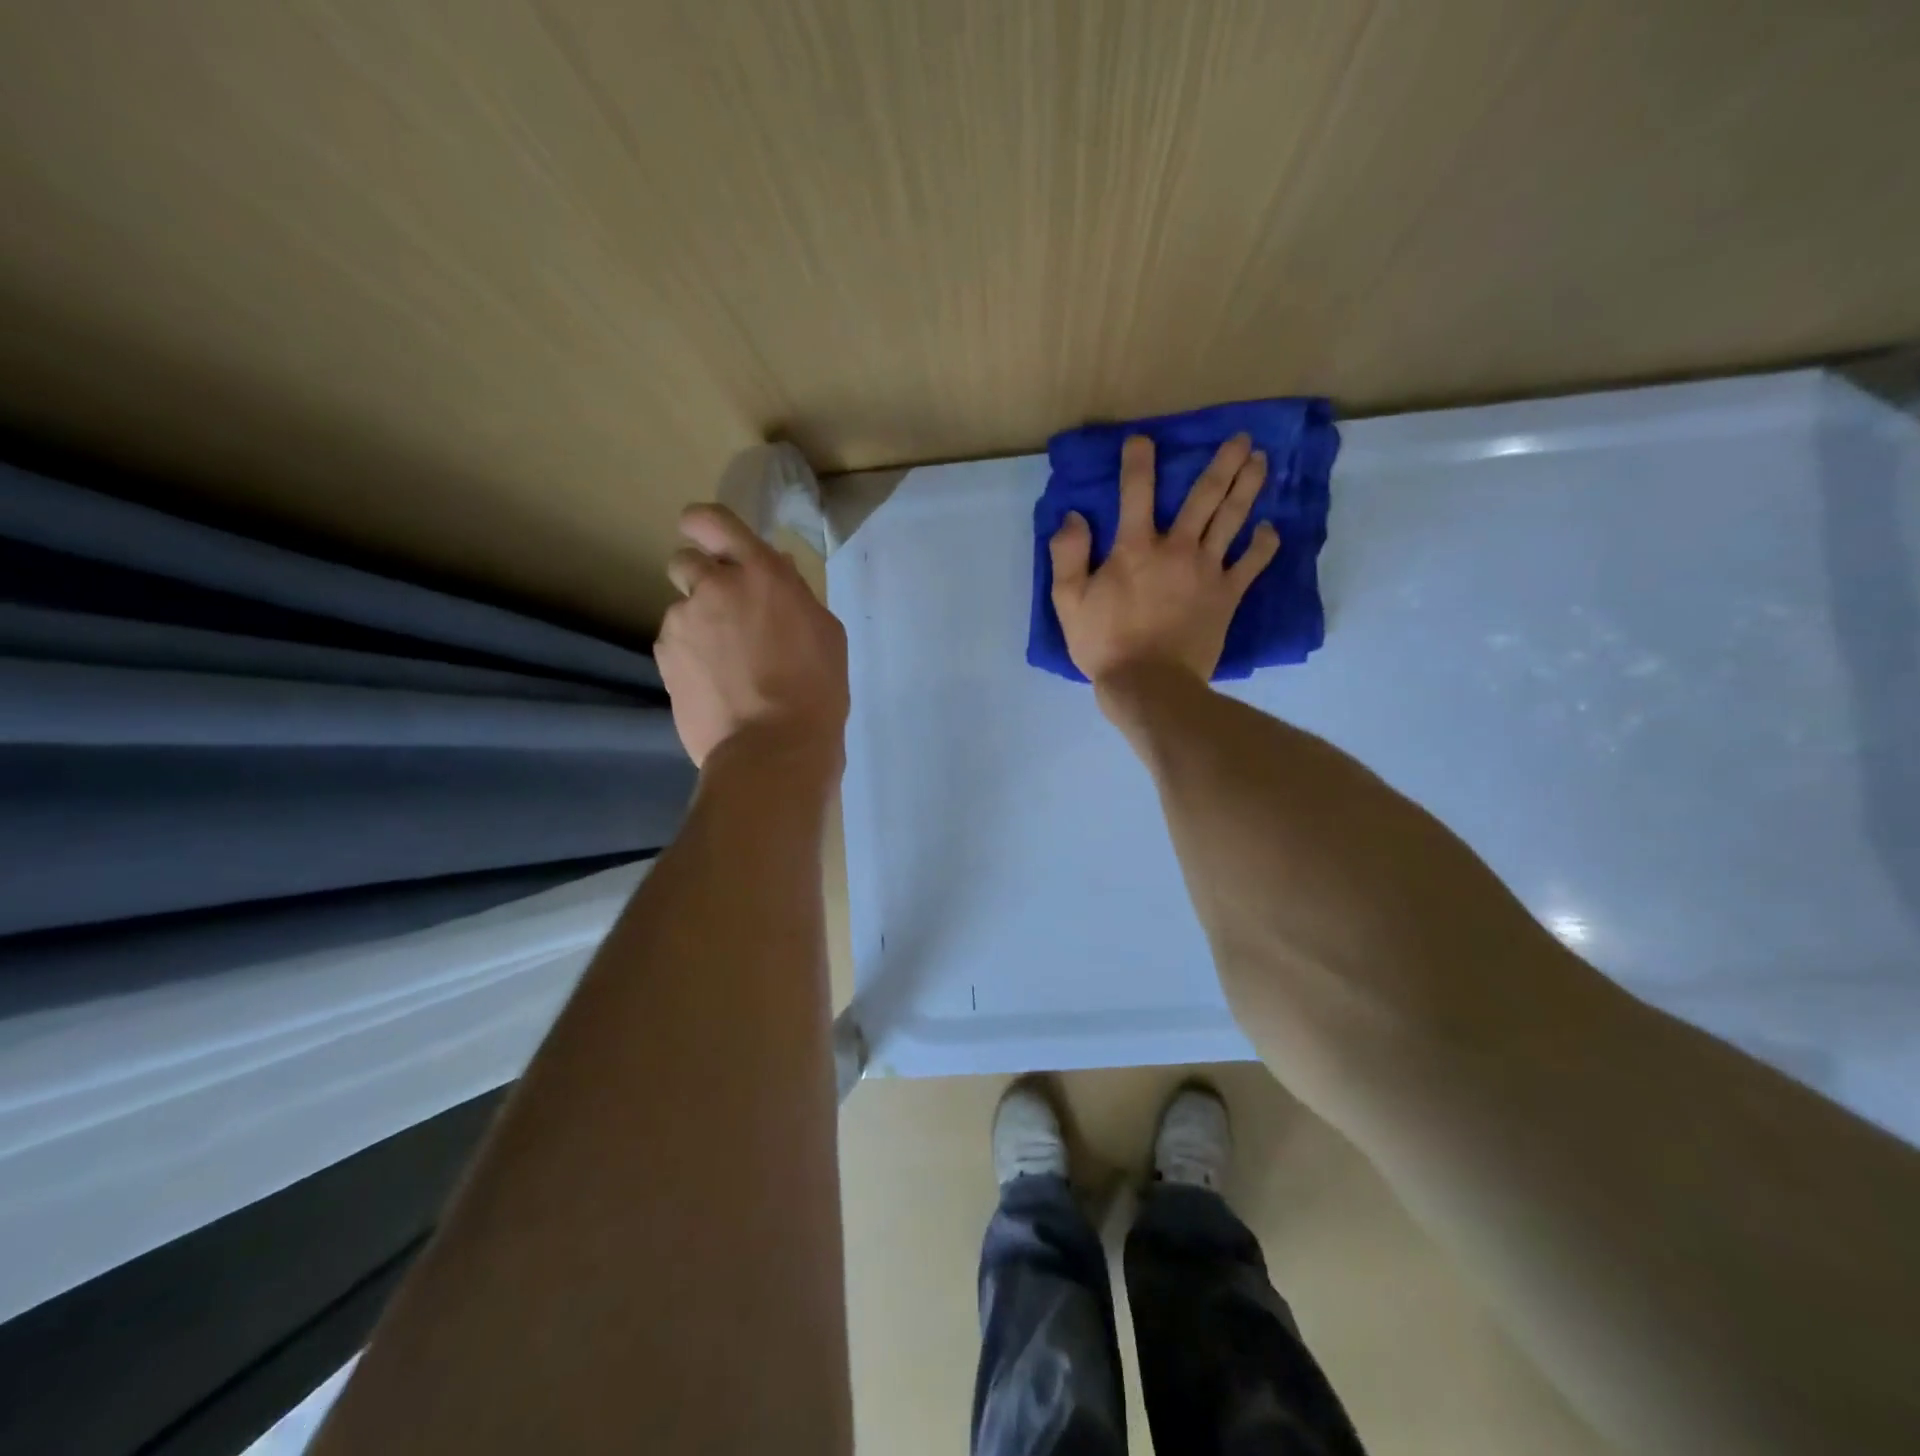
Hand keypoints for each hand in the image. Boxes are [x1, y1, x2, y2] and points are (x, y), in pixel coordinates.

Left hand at [656, 504, 848, 768]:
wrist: (773, 748)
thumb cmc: (816, 689)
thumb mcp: (825, 633)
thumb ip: (794, 593)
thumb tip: (775, 570)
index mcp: (760, 573)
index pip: (711, 520)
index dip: (705, 526)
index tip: (712, 542)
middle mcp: (713, 586)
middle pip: (684, 559)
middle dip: (701, 578)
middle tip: (726, 612)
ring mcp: (682, 622)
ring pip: (680, 608)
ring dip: (698, 624)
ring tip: (725, 665)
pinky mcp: (664, 658)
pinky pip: (674, 644)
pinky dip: (689, 657)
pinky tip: (714, 686)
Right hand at [1049, 433, 1279, 685]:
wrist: (1148, 684)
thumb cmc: (1104, 644)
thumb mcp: (1069, 602)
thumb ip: (1067, 555)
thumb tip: (1073, 516)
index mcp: (1134, 548)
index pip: (1136, 492)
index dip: (1138, 461)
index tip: (1142, 439)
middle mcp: (1176, 548)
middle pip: (1204, 497)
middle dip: (1223, 464)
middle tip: (1242, 438)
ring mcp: (1207, 571)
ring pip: (1232, 519)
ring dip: (1247, 487)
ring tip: (1261, 462)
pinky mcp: (1227, 596)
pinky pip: (1251, 564)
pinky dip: (1263, 544)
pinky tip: (1269, 529)